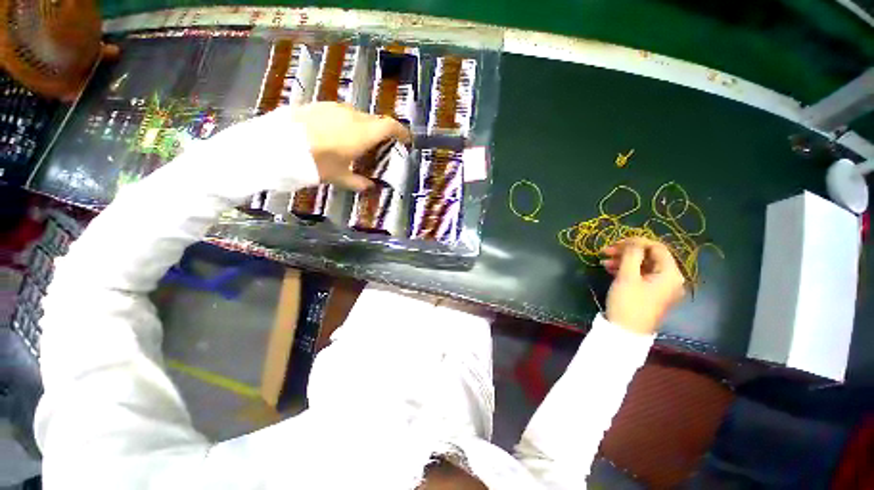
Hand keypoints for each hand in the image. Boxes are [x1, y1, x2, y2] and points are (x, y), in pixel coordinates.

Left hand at [292, 102, 410, 190]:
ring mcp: (335, 108)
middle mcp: (353, 116)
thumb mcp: (339, 177)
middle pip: (375, 120)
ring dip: (363, 127)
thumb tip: (369, 187)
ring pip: (357, 116)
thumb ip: (358, 182)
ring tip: (356, 142)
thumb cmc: (316, 163)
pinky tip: (335, 134)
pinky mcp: (319, 105)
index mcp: (363, 133)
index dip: (401, 131)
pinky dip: (346, 123)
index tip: (406, 140)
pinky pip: (340, 113)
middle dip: (381, 132)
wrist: (277, 145)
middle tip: (379, 146)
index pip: (390, 126)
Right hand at [601, 238, 685, 334]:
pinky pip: (641, 276)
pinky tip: (610, 270)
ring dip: (623, 261)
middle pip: (649, 256)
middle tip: (606, 251)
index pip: (656, 247)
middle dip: (627, 252)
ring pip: (643, 266)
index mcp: (670, 273)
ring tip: (604, 262)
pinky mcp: (652, 294)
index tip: (615, 243)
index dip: (636, 242)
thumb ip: (632, 255)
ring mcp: (661, 287)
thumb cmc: (629, 303)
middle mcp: (670, 279)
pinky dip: (626, 270)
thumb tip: (634, 241)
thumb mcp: (627, 276)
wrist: (625, 332)